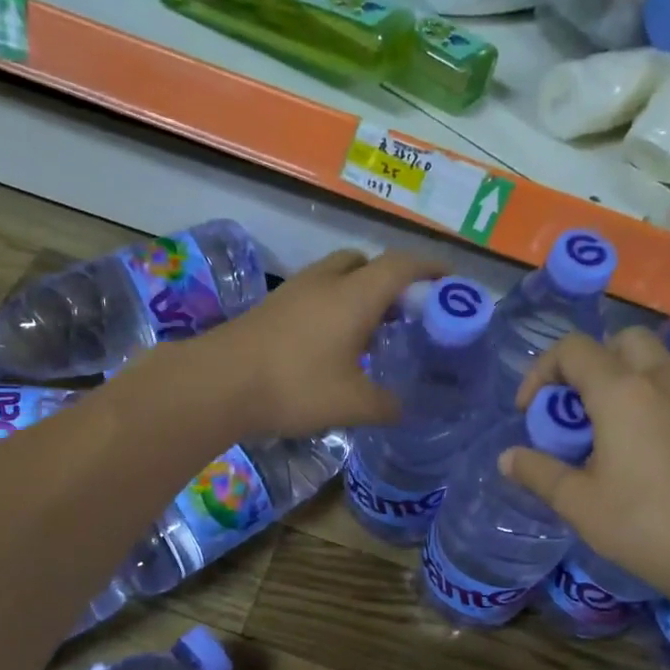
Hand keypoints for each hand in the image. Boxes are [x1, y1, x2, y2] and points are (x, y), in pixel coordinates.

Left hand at [192, 249, 443, 438]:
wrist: (218, 384)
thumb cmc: (295, 387)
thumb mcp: (353, 404)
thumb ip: (387, 405)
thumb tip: (403, 408)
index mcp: (355, 295)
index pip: (402, 265)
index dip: (431, 268)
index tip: (451, 280)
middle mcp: (326, 282)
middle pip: (365, 262)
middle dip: (390, 279)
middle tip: (405, 312)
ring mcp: (293, 292)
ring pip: (336, 276)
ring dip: (358, 293)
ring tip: (370, 331)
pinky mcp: (271, 308)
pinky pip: (314, 295)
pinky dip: (333, 308)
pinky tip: (331, 345)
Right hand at [501, 329, 669, 607]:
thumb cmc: (644, 524)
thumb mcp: (577, 502)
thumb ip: (538, 472)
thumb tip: (508, 458)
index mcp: (622, 392)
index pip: (573, 350)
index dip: (541, 372)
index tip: (530, 413)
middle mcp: (658, 383)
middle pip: (620, 342)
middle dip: (587, 364)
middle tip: (571, 407)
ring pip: (649, 363)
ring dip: (616, 380)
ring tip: (596, 430)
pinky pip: (666, 390)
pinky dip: (641, 399)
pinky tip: (629, 449)